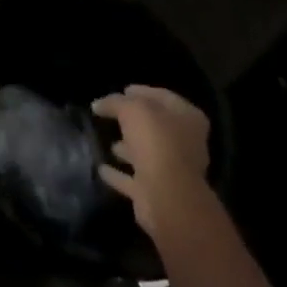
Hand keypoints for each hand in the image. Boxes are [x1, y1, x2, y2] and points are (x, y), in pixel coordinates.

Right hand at [93, 84, 212, 240]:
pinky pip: (133, 178)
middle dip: (134, 121)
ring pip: (146, 153)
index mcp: (187, 118)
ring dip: (129, 148)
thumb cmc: (156, 142)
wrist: (167, 197)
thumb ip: (115, 102)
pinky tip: (101, 168)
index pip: (163, 97)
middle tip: (111, 114)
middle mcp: (185, 143)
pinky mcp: (156, 192)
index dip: (142, 91)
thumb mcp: (132, 109)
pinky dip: (119, 174)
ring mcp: (172, 170)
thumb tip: (98, 104)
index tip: (122, 89)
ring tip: (108, 142)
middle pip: (156, 126)